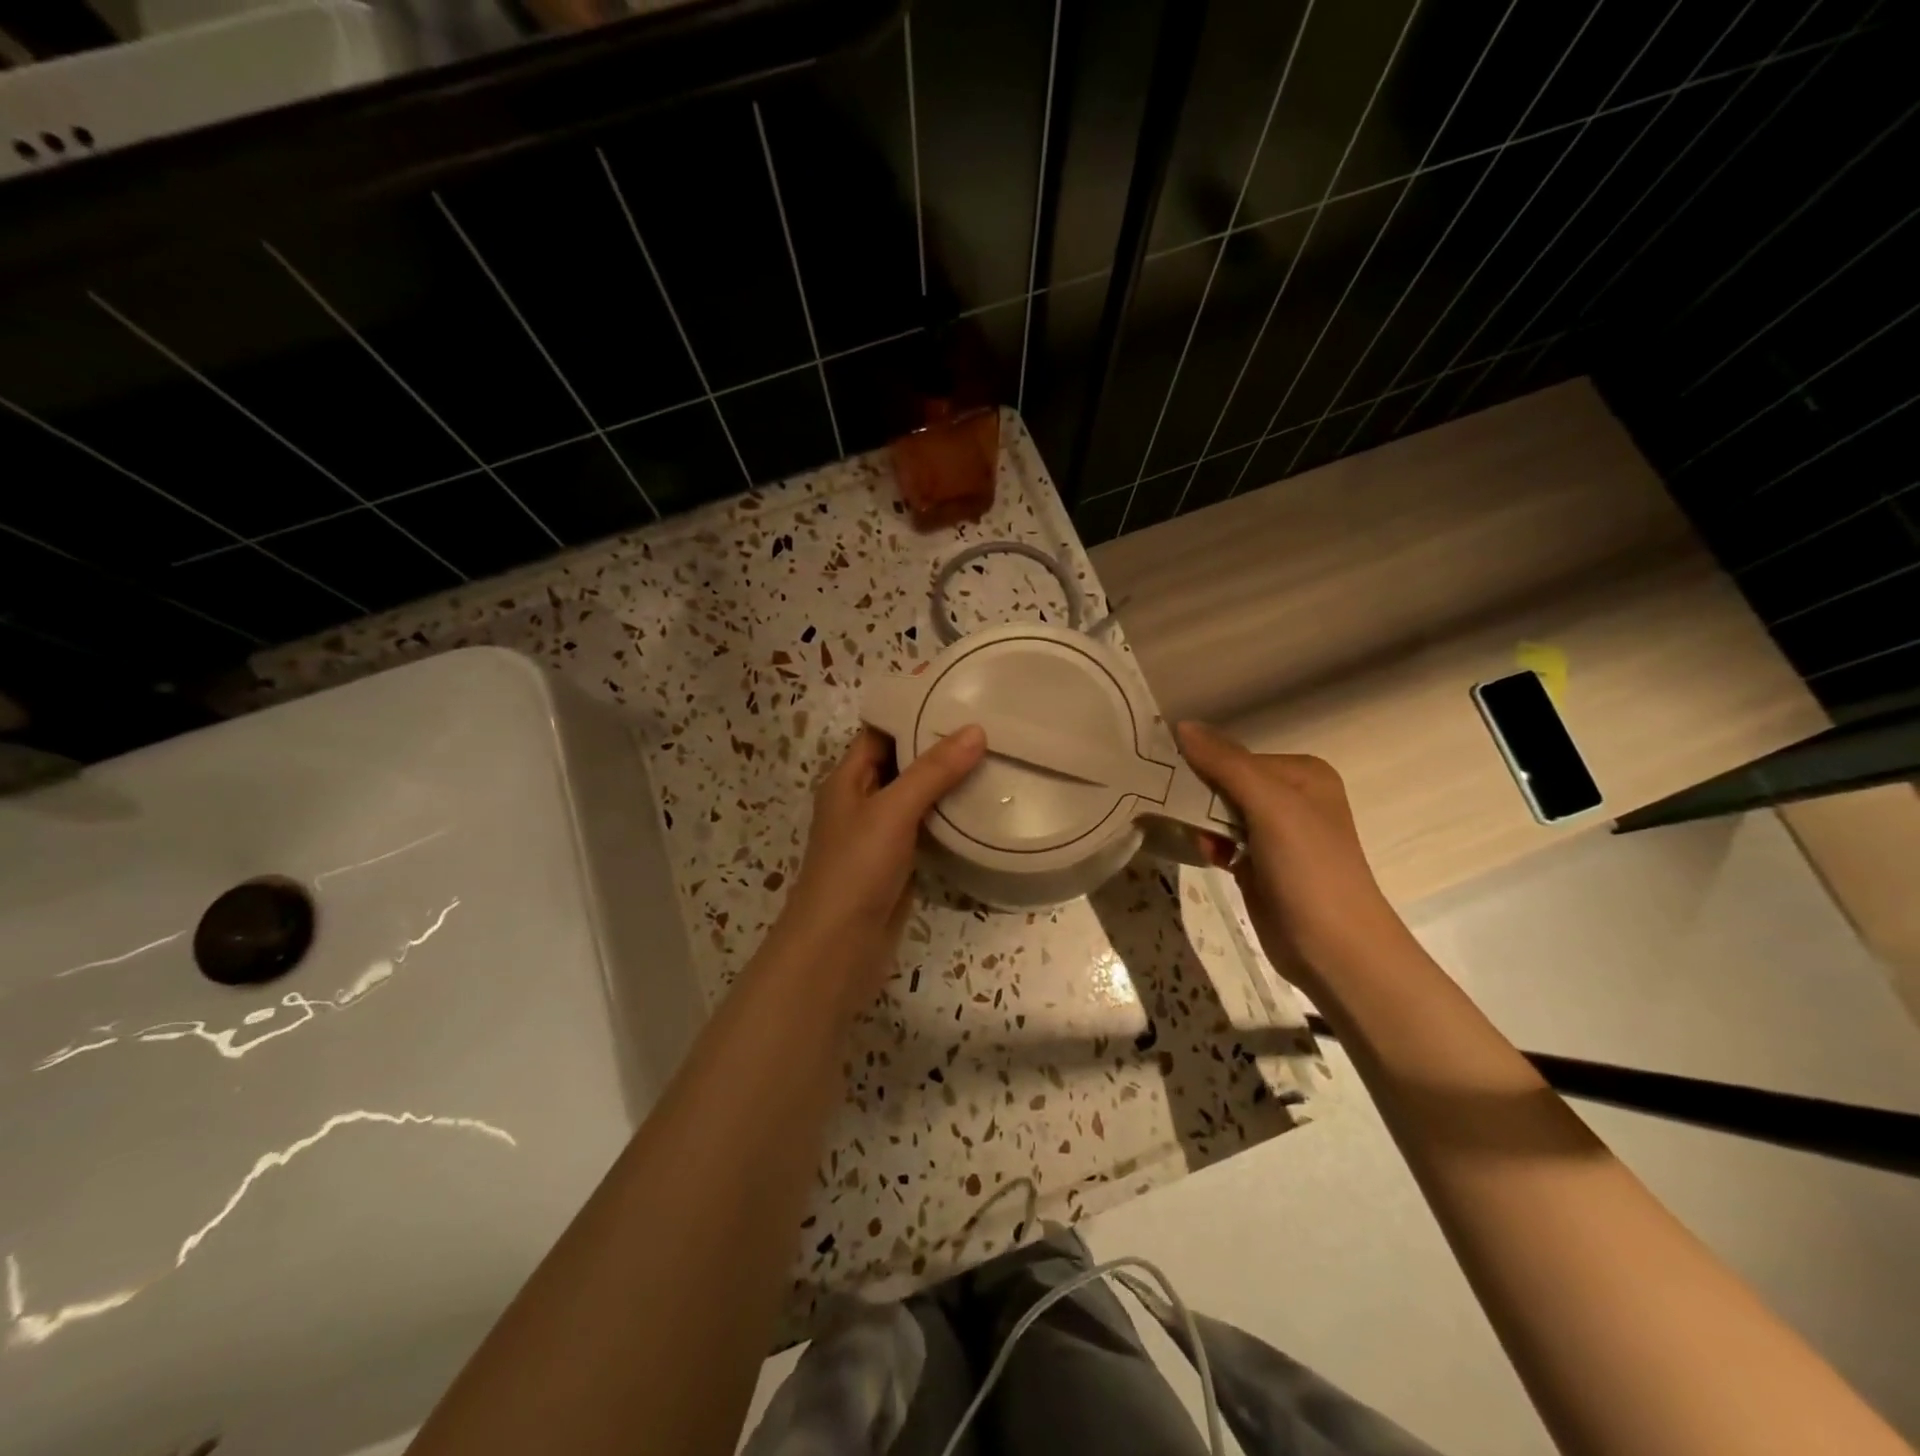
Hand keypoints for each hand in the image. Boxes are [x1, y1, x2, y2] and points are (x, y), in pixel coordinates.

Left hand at [777, 725, 987, 997]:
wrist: (839, 948)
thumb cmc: (856, 869)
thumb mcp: (892, 811)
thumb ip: (933, 771)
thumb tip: (976, 730)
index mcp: (848, 778)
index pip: (881, 730)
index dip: (912, 708)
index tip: (954, 690)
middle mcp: (862, 800)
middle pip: (902, 759)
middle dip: (938, 741)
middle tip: (987, 721)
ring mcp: (881, 833)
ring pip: (917, 794)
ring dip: (948, 778)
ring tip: (994, 754)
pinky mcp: (899, 861)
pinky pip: (928, 825)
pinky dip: (950, 813)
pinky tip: (983, 805)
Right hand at [1176, 721, 1409, 984]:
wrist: (1334, 950)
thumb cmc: (1309, 869)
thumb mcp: (1270, 806)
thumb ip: (1225, 763)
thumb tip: (1182, 724)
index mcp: (1302, 774)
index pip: (1235, 756)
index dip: (1201, 765)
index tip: (1165, 777)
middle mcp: (1291, 797)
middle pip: (1226, 783)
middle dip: (1198, 796)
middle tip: (1170, 808)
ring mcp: (1277, 834)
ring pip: (1220, 813)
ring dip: (1201, 823)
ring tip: (1194, 839)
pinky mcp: (1261, 865)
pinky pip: (1223, 841)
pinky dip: (1209, 844)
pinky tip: (1208, 857)